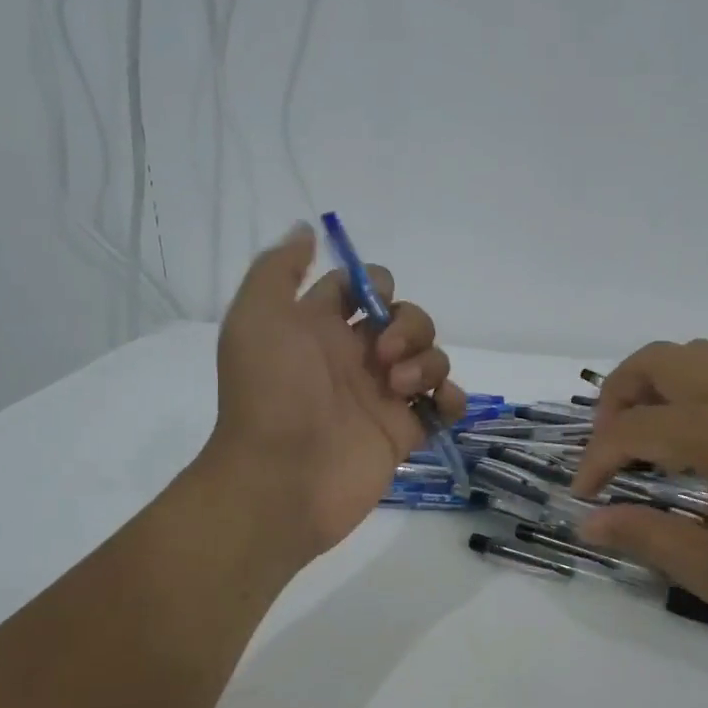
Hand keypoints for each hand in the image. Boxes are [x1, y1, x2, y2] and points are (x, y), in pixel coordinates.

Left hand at [202, 222, 465, 571]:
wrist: (280, 478)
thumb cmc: (270, 393)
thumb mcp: (257, 317)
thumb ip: (279, 269)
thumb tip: (307, 229)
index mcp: (321, 327)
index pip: (361, 287)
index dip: (373, 286)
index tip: (368, 303)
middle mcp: (355, 356)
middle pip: (406, 317)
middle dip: (408, 325)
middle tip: (384, 355)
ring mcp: (382, 395)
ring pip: (430, 356)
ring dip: (428, 361)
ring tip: (399, 388)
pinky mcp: (404, 430)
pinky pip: (444, 403)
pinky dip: (451, 397)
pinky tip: (437, 404)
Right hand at [571, 340, 707, 649]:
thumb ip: (645, 536)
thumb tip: (587, 522)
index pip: (631, 430)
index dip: (597, 461)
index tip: (584, 497)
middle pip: (656, 361)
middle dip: (618, 398)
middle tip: (611, 448)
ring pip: (695, 355)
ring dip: (658, 384)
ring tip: (650, 437)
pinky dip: (698, 385)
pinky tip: (705, 436)